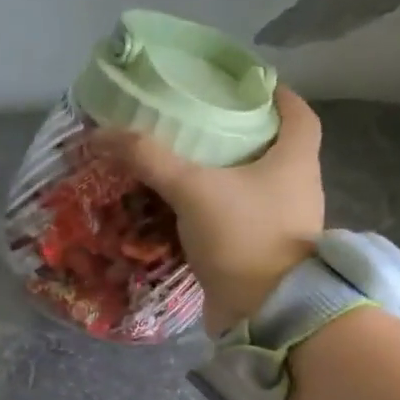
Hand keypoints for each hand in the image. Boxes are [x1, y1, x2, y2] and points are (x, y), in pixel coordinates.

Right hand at [89, 85, 324, 330]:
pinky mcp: (263, 253)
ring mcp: (283, 224)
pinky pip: (238, 220)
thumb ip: (149, 159)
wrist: (265, 313)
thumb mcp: (192, 189)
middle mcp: (297, 188)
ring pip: (253, 187)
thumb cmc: (243, 237)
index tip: (244, 86)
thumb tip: (102, 133)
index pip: (297, 112)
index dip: (274, 94)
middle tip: (199, 123)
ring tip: (183, 163)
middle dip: (238, 135)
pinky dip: (214, 211)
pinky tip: (183, 209)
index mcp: (295, 160)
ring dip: (223, 176)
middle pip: (273, 148)